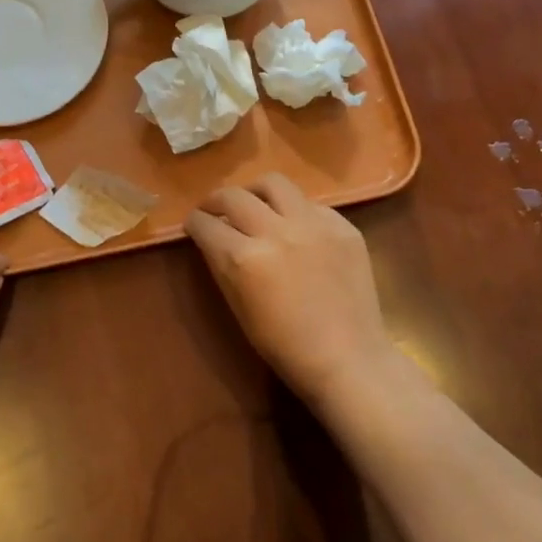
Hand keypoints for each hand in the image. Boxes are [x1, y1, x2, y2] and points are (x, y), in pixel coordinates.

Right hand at [184, 173, 392, 403]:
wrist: (347, 358)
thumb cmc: (284, 345)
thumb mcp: (238, 306)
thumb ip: (223, 265)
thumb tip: (214, 238)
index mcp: (244, 258)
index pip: (206, 224)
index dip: (194, 222)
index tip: (194, 224)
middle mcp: (276, 231)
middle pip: (234, 196)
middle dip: (216, 201)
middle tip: (215, 211)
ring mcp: (313, 224)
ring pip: (274, 183)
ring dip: (255, 192)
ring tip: (255, 205)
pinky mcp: (342, 226)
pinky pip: (311, 204)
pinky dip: (295, 211)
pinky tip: (297, 229)